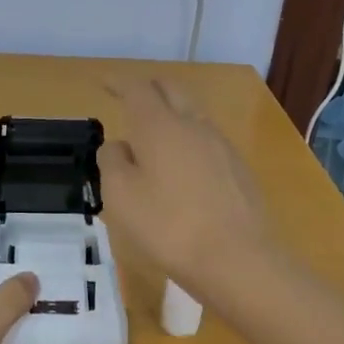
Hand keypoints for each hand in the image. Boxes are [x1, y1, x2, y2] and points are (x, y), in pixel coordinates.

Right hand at [100, 79, 271, 300]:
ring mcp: (221, 146)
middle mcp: (193, 125)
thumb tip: (119, 146)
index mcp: (160, 126)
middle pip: (171, 91)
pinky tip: (181, 165)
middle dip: (149, 88)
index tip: (104, 83)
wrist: (239, 260)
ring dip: (171, 113)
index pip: (137, 89)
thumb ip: (113, 162)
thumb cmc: (169, 227)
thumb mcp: (121, 197)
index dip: (119, 82)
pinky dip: (187, 139)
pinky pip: (206, 140)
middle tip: (130, 97)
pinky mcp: (238, 169)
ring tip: (153, 134)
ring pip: (192, 114)